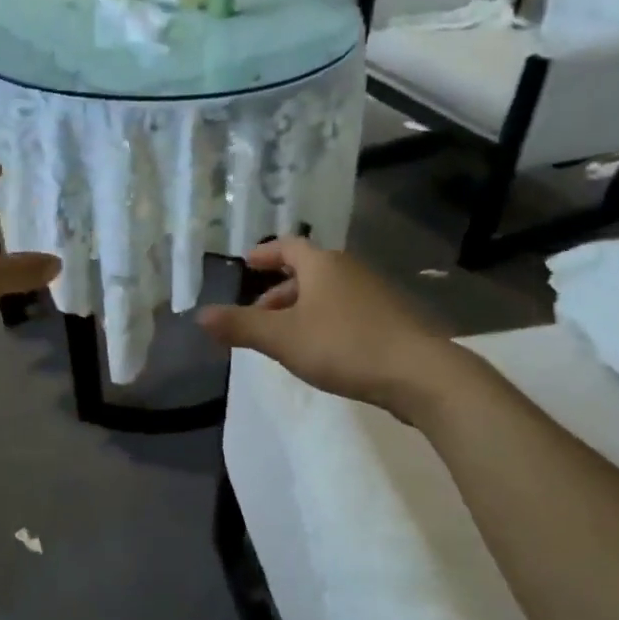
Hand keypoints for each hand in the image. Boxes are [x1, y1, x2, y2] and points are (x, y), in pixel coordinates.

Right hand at [196, 238, 456, 420]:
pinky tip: (320, 350)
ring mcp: (374, 293)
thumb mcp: (282, 338)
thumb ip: (240, 326)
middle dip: (278, 291)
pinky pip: (345, 311)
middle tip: (256, 315)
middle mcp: (350, 269)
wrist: (418, 373)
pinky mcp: (390, 319)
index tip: (245, 264)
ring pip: (327, 293)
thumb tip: (200, 316)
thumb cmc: (344, 345)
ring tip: (283, 338)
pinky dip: (324, 321)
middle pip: (307, 271)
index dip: (263, 254)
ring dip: (300, 309)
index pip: (287, 246)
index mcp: (322, 264)